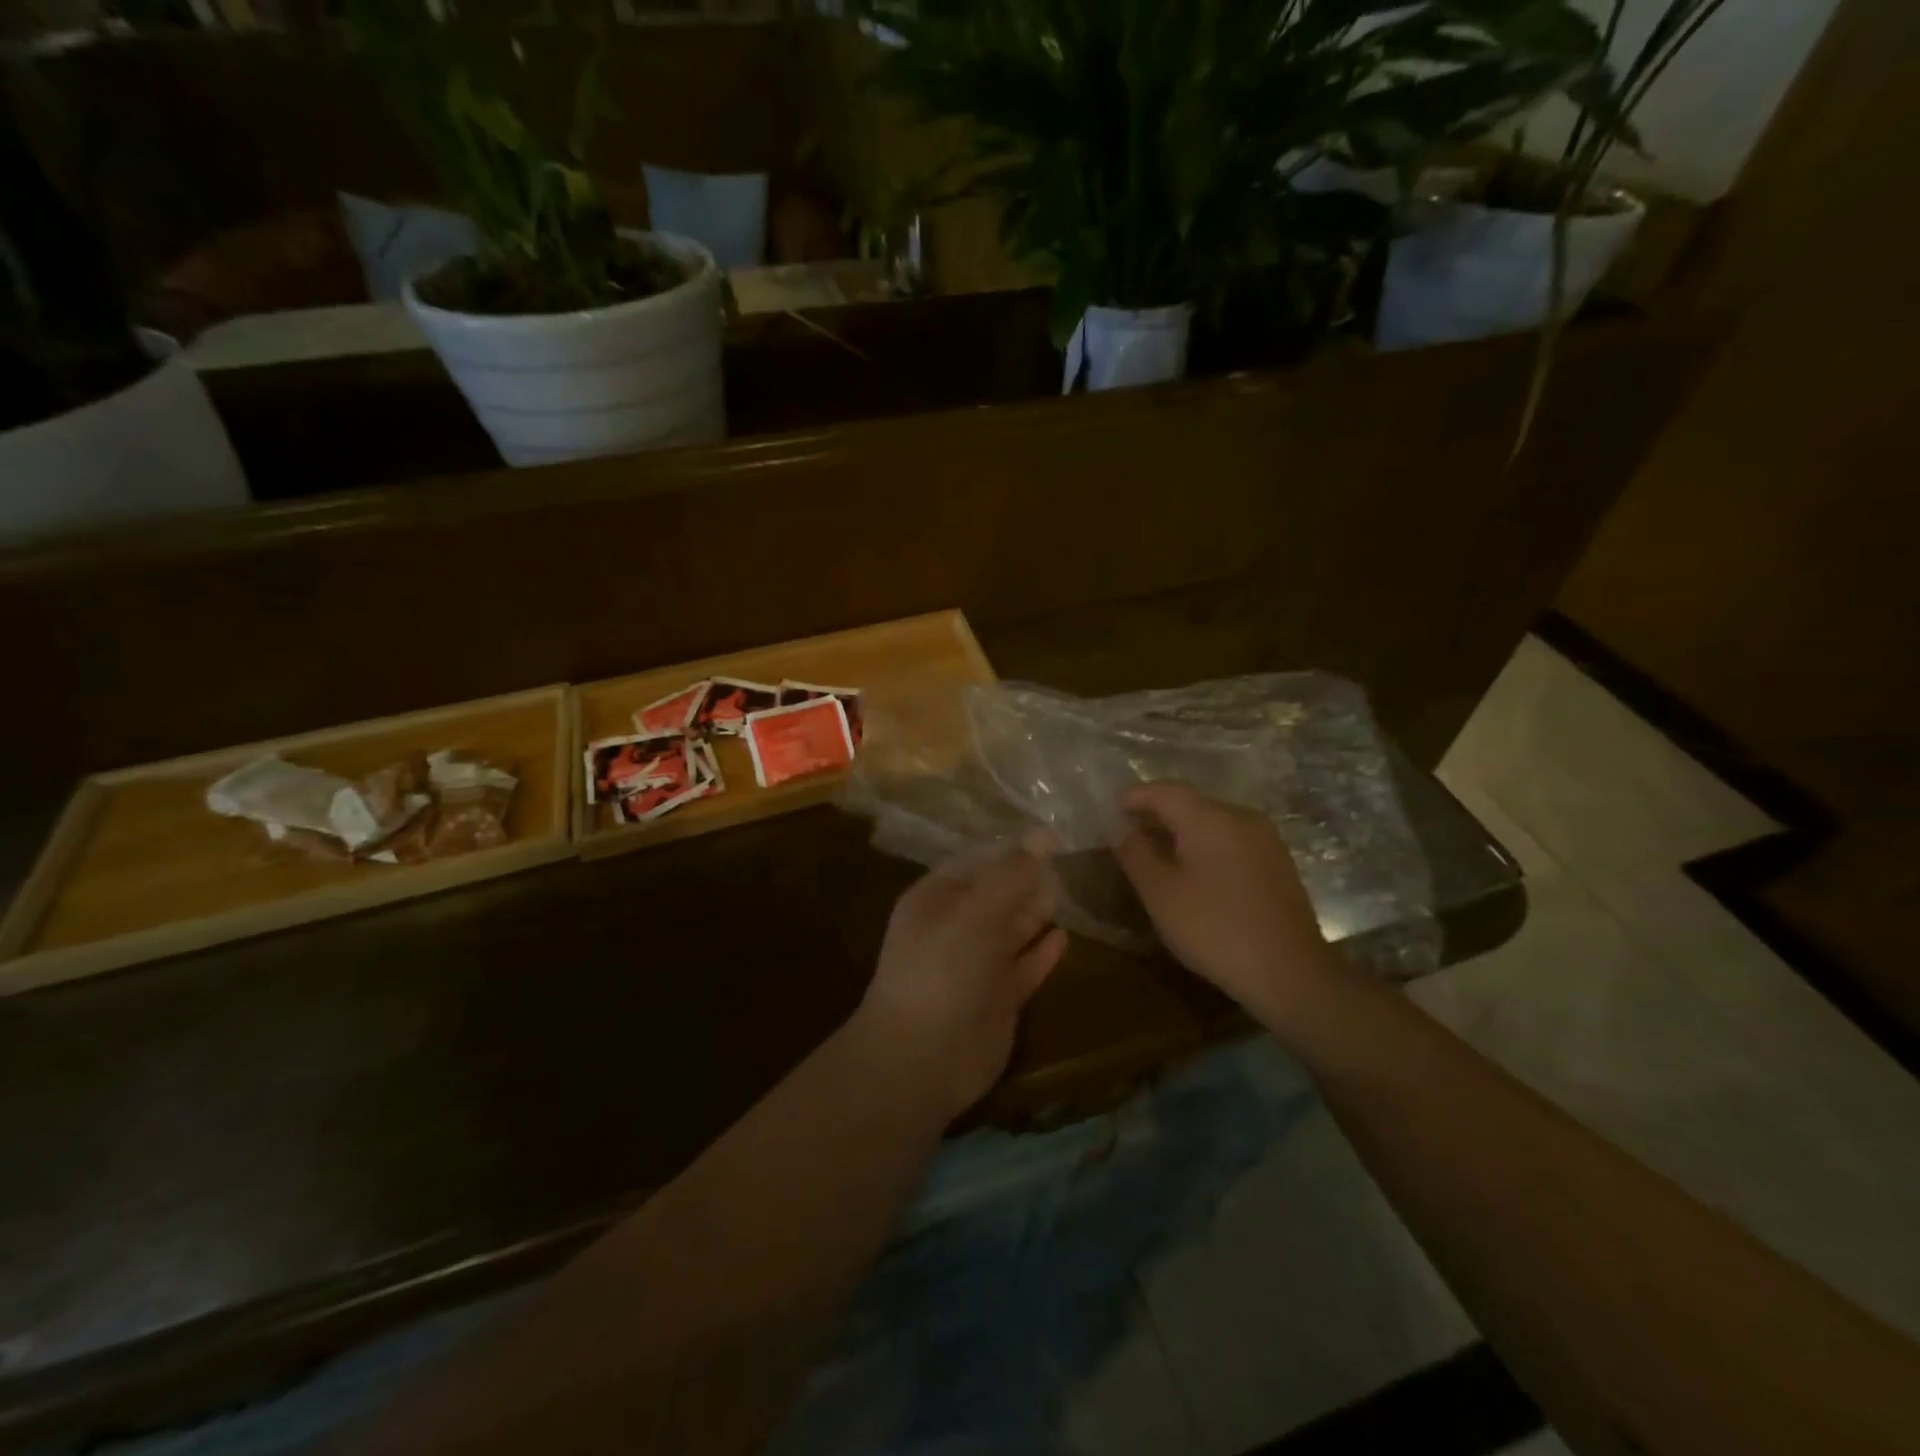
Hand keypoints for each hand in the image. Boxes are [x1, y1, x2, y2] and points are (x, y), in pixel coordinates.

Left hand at [856, 842, 1069, 1119]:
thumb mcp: (975, 912)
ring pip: (1011, 930)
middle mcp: (954, 927)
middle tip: (1070, 858)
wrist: (923, 1058)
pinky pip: (1024, 966)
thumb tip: (1044, 833)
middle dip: (1027, 879)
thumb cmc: (942, 970)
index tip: (1052, 836)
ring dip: (1036, 912)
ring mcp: (976, 965)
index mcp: (936, 899)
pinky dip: (1042, 953)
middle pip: (997, 895)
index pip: (977, 863)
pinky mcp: (997, 999)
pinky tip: (1066, 937)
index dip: (1011, 850)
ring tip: (1071, 888)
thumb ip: (1011, 874)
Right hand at [1113, 782, 1338, 1021]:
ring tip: (1160, 856)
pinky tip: (1197, 874)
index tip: (1113, 811)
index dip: (1135, 797)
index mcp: (1209, 818)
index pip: (1165, 791)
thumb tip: (1120, 828)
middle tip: (1131, 836)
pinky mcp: (1278, 863)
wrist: (1289, 973)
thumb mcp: (1160, 893)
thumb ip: (1135, 853)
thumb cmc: (1213, 928)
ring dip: (1183, 832)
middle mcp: (1240, 817)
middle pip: (1191, 803)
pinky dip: (1207, 847)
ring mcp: (1265, 839)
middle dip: (1158, 815)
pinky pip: (1232, 841)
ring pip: (1213, 823)